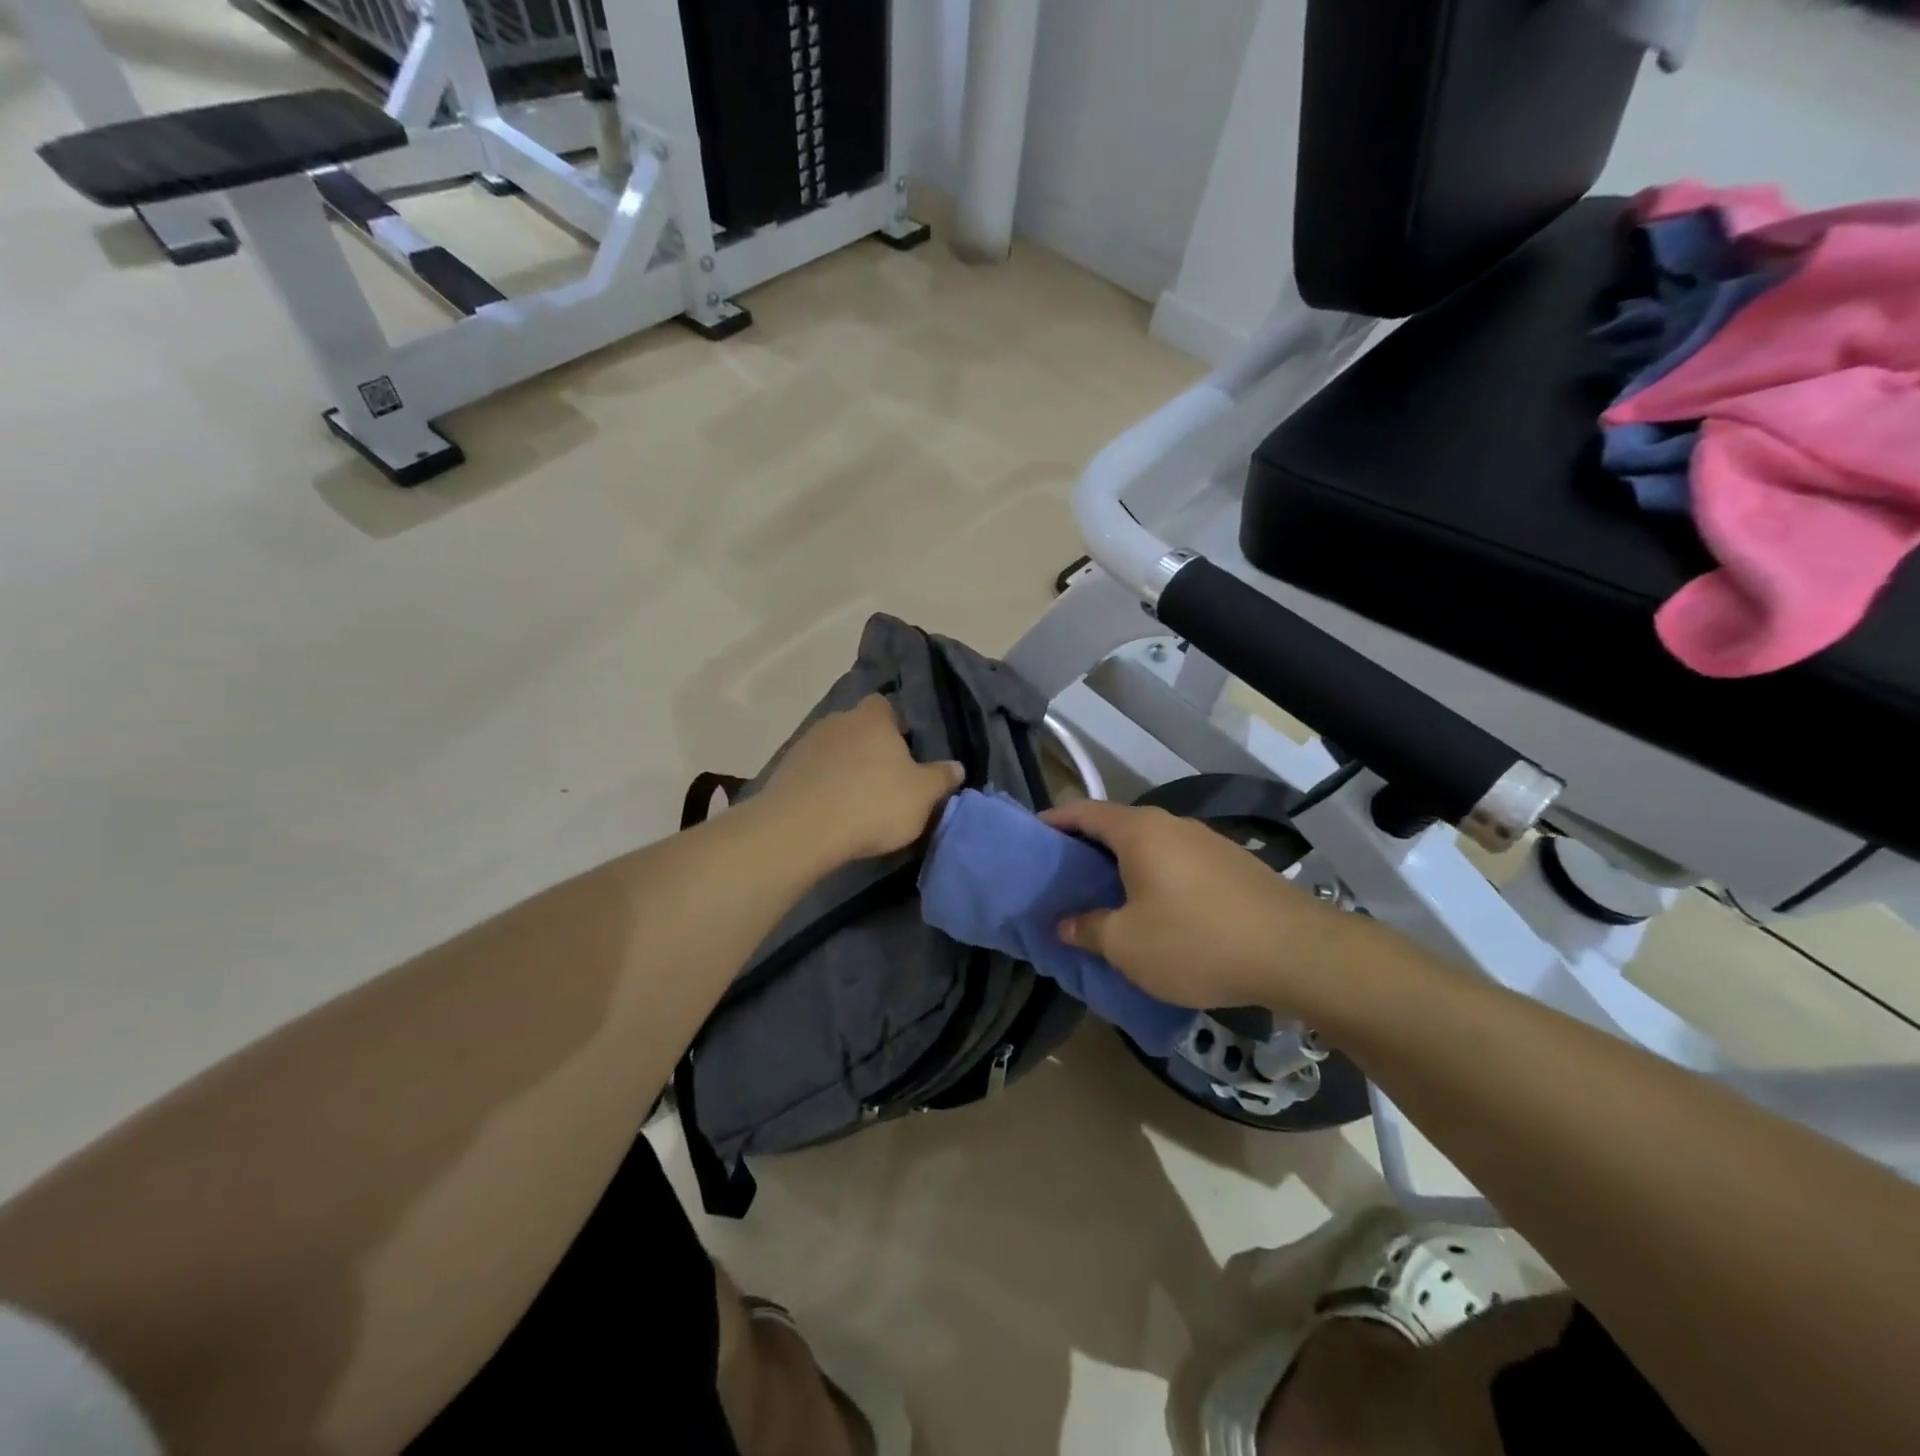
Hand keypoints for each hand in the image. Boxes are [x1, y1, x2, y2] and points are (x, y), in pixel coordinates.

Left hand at [760, 695, 963, 861]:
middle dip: (871, 749)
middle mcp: (838, 721)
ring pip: (834, 750)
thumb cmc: (873, 803)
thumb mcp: (922, 796)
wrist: (802, 829)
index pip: (886, 706)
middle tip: (887, 779)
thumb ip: (941, 778)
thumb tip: (956, 767)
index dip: (898, 725)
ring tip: (857, 799)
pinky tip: (831, 810)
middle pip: (859, 728)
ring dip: (844, 768)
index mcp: (873, 719)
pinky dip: (823, 785)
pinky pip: (812, 772)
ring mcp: (806, 744)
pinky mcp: (784, 771)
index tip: (907, 750)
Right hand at [1041, 799, 1361, 1015]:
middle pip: (1117, 826)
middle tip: (1064, 876)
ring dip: (1124, 865)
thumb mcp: (1128, 944)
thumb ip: (1088, 929)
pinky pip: (1178, 863)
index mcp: (1139, 832)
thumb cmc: (1197, 941)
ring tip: (1107, 897)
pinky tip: (1158, 911)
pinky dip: (1156, 877)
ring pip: (1150, 846)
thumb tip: (1063, 924)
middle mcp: (1172, 825)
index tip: (1033, 835)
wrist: (1296, 953)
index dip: (1054, 821)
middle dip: (1087, 848)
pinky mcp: (1233, 865)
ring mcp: (1207, 842)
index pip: (1084, 811)